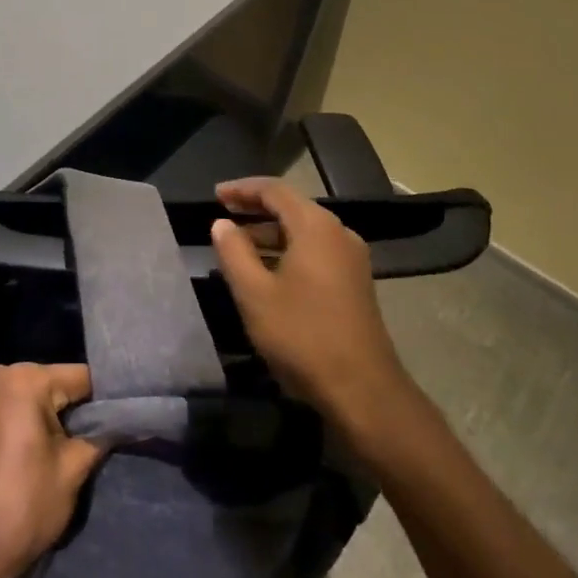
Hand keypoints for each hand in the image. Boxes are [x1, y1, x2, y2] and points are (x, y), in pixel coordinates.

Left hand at [0, 363, 105, 577]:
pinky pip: (11, 408)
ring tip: (74, 445)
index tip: (124, 418)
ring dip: (52, 417)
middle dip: (75, 408)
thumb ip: (99, 436)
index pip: (80, 377)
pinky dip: (29, 422)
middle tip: (100, 437)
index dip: (105, 400)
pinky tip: (43, 447)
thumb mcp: (73, 469)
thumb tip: (122, 422)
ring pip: (32, 396)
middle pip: (54, 383)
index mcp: (24, 379)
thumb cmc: (24, 505)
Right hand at [210, 177, 411, 427]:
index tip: (215, 194)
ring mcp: (351, 259)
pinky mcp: (355, 282)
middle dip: (256, 209)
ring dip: (270, 233)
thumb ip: (234, 252)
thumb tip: (222, 223)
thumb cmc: (302, 335)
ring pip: (304, 232)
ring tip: (237, 246)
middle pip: (292, 207)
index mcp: (315, 227)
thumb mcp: (254, 294)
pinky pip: (316, 251)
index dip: (242, 189)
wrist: (362, 388)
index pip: (275, 190)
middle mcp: (339, 234)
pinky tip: (267, 271)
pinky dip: (288, 251)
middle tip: (222, 215)